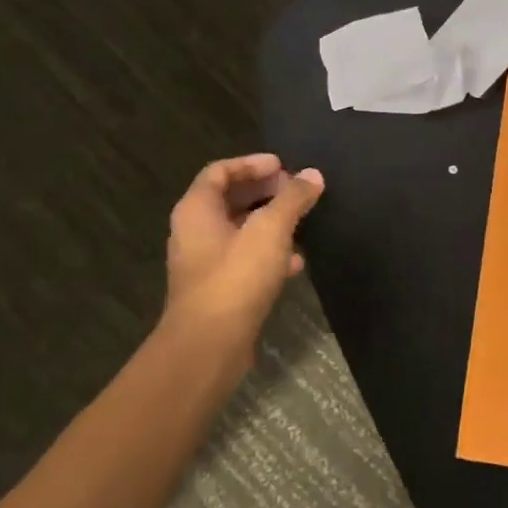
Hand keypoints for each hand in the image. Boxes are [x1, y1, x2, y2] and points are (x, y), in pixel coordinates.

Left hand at [163, 154, 323, 363]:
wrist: (209, 344)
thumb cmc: (236, 276)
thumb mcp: (271, 229)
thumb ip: (293, 198)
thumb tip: (313, 175)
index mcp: (197, 209)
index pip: (220, 171)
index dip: (252, 163)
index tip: (283, 166)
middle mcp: (194, 231)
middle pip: (229, 199)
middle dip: (264, 191)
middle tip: (296, 190)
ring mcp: (204, 263)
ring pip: (239, 231)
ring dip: (269, 222)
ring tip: (301, 221)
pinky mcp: (217, 289)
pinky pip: (243, 259)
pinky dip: (268, 253)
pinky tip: (296, 261)